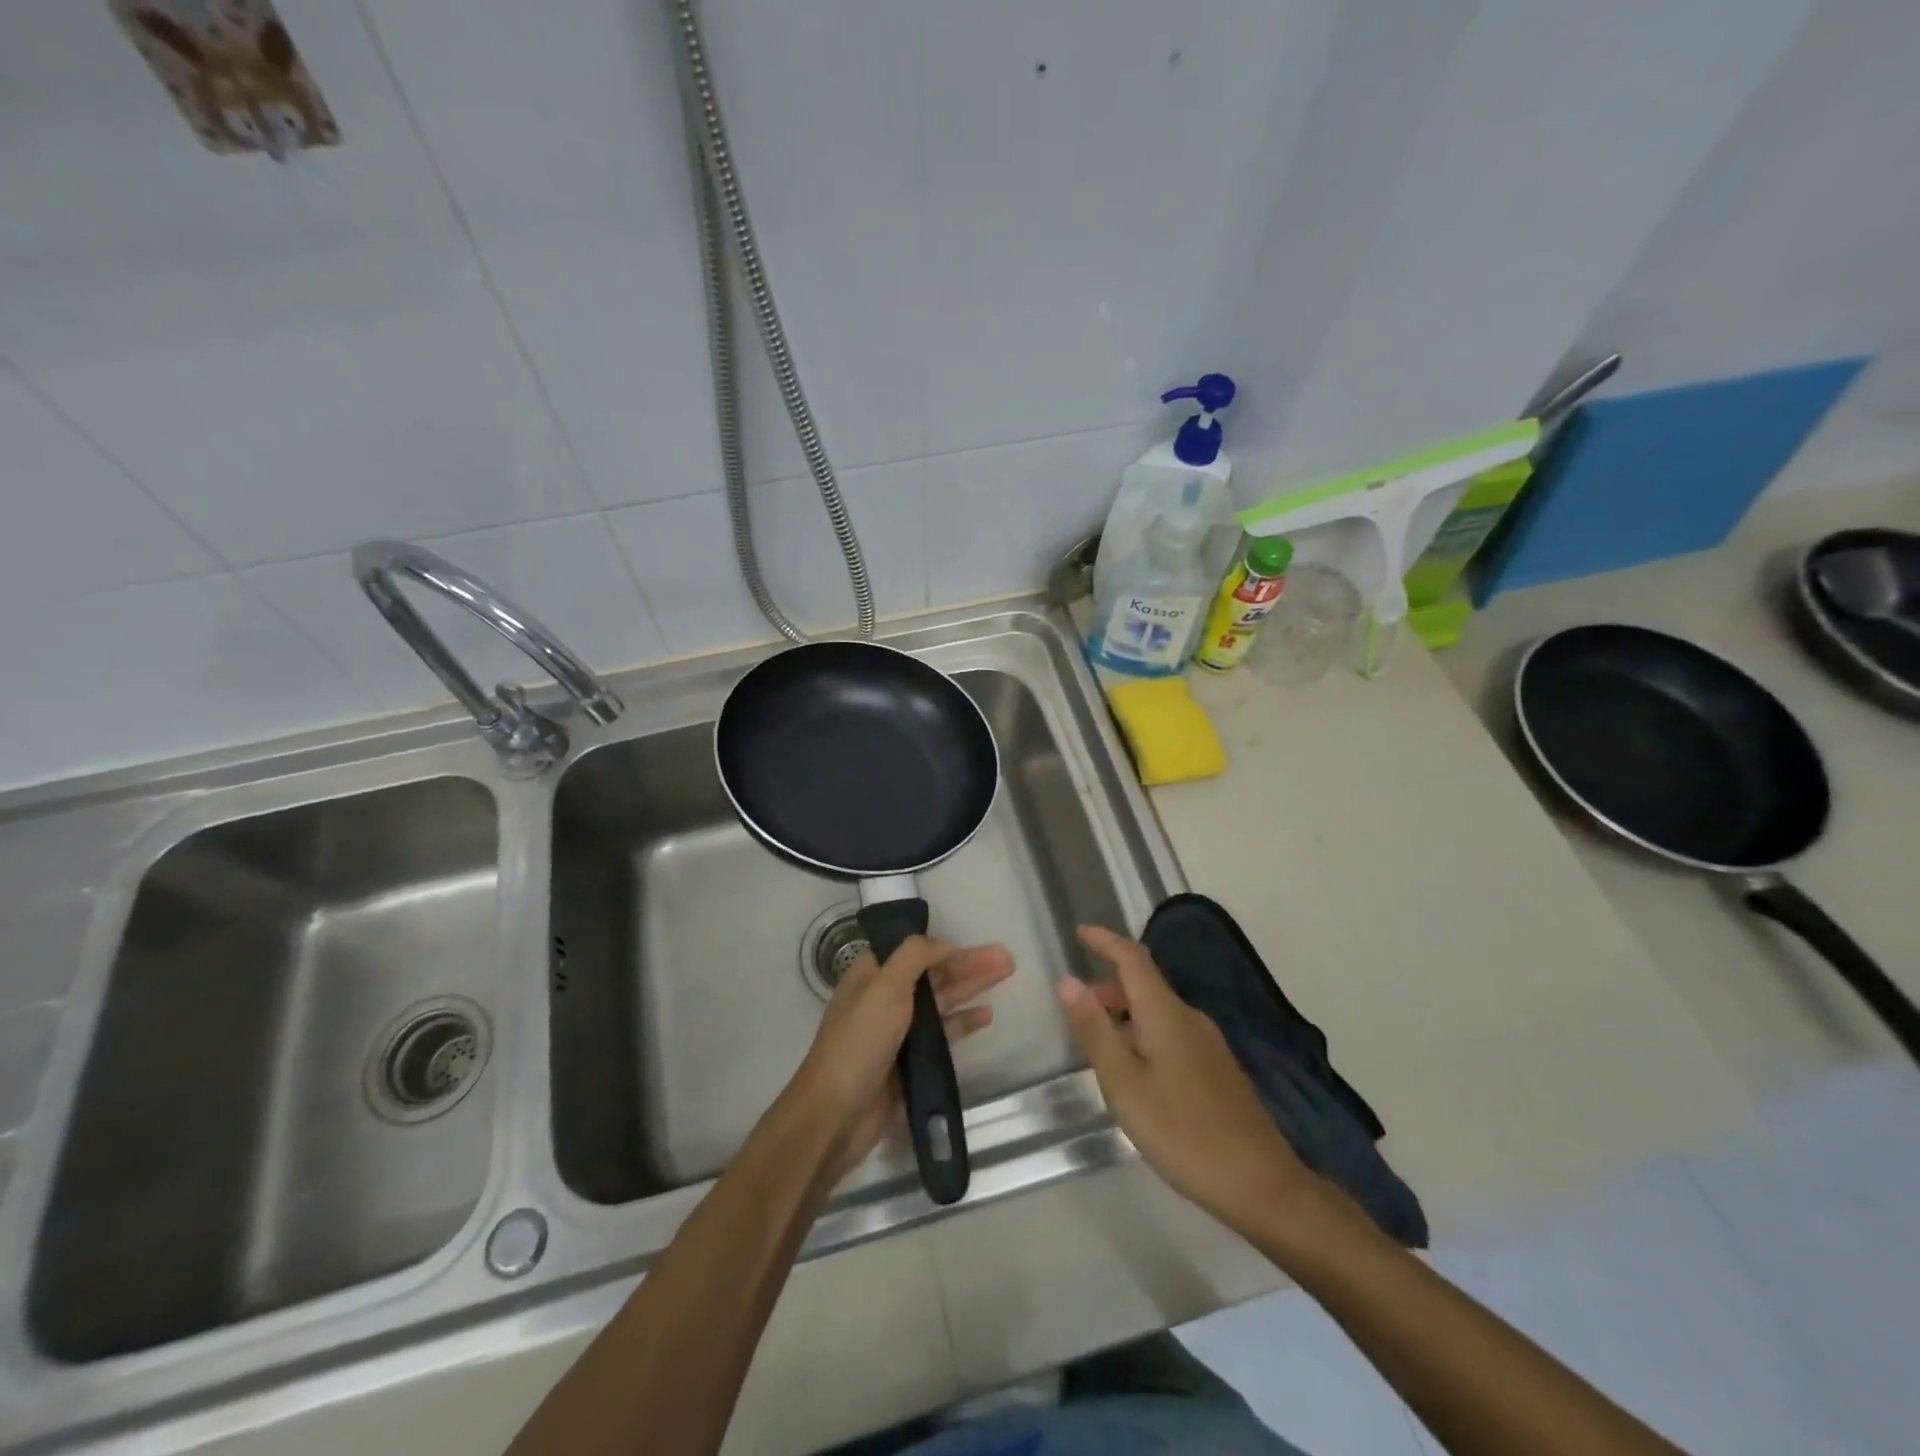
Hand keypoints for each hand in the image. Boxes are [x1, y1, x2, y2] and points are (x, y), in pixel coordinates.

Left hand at [788, 934, 1012, 1186]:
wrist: (837, 1114)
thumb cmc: (859, 1042)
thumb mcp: (884, 987)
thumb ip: (914, 957)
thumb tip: (945, 942)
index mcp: (872, 975)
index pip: (913, 950)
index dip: (943, 944)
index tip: (974, 941)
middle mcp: (885, 998)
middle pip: (933, 974)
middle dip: (968, 964)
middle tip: (1007, 958)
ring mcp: (898, 1031)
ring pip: (942, 1001)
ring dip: (972, 987)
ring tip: (1006, 976)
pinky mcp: (910, 1061)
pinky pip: (943, 1034)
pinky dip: (963, 1023)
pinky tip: (986, 1016)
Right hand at [1060, 925, 1322, 1236]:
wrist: (1260, 1184)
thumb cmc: (1182, 1131)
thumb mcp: (1124, 1084)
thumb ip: (1095, 1030)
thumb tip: (1068, 981)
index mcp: (1165, 1013)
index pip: (1132, 958)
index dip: (1105, 941)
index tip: (1079, 932)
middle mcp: (1190, 1018)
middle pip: (1145, 985)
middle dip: (1109, 986)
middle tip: (1077, 1007)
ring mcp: (1209, 1044)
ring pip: (1159, 1012)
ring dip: (1126, 1014)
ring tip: (1099, 1044)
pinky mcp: (1218, 1070)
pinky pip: (1172, 1034)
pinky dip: (1144, 1035)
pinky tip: (1136, 1072)